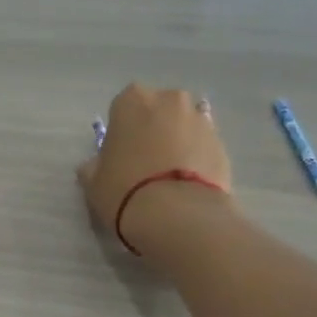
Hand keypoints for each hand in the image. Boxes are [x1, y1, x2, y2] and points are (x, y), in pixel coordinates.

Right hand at [77, 83, 235, 255]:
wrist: (179, 215)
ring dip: (178, 142)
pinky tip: (188, 185)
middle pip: (159, 110)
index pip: (123, 107)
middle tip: (146, 161)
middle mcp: (169, 100)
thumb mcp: (93, 182)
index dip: (122, 130)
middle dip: (154, 129)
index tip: (120, 153)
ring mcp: (201, 120)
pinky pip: (203, 147)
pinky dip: (197, 159)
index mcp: (132, 100)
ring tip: (170, 176)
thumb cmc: (125, 190)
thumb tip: (95, 165)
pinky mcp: (223, 145)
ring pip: (184, 126)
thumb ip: (93, 166)